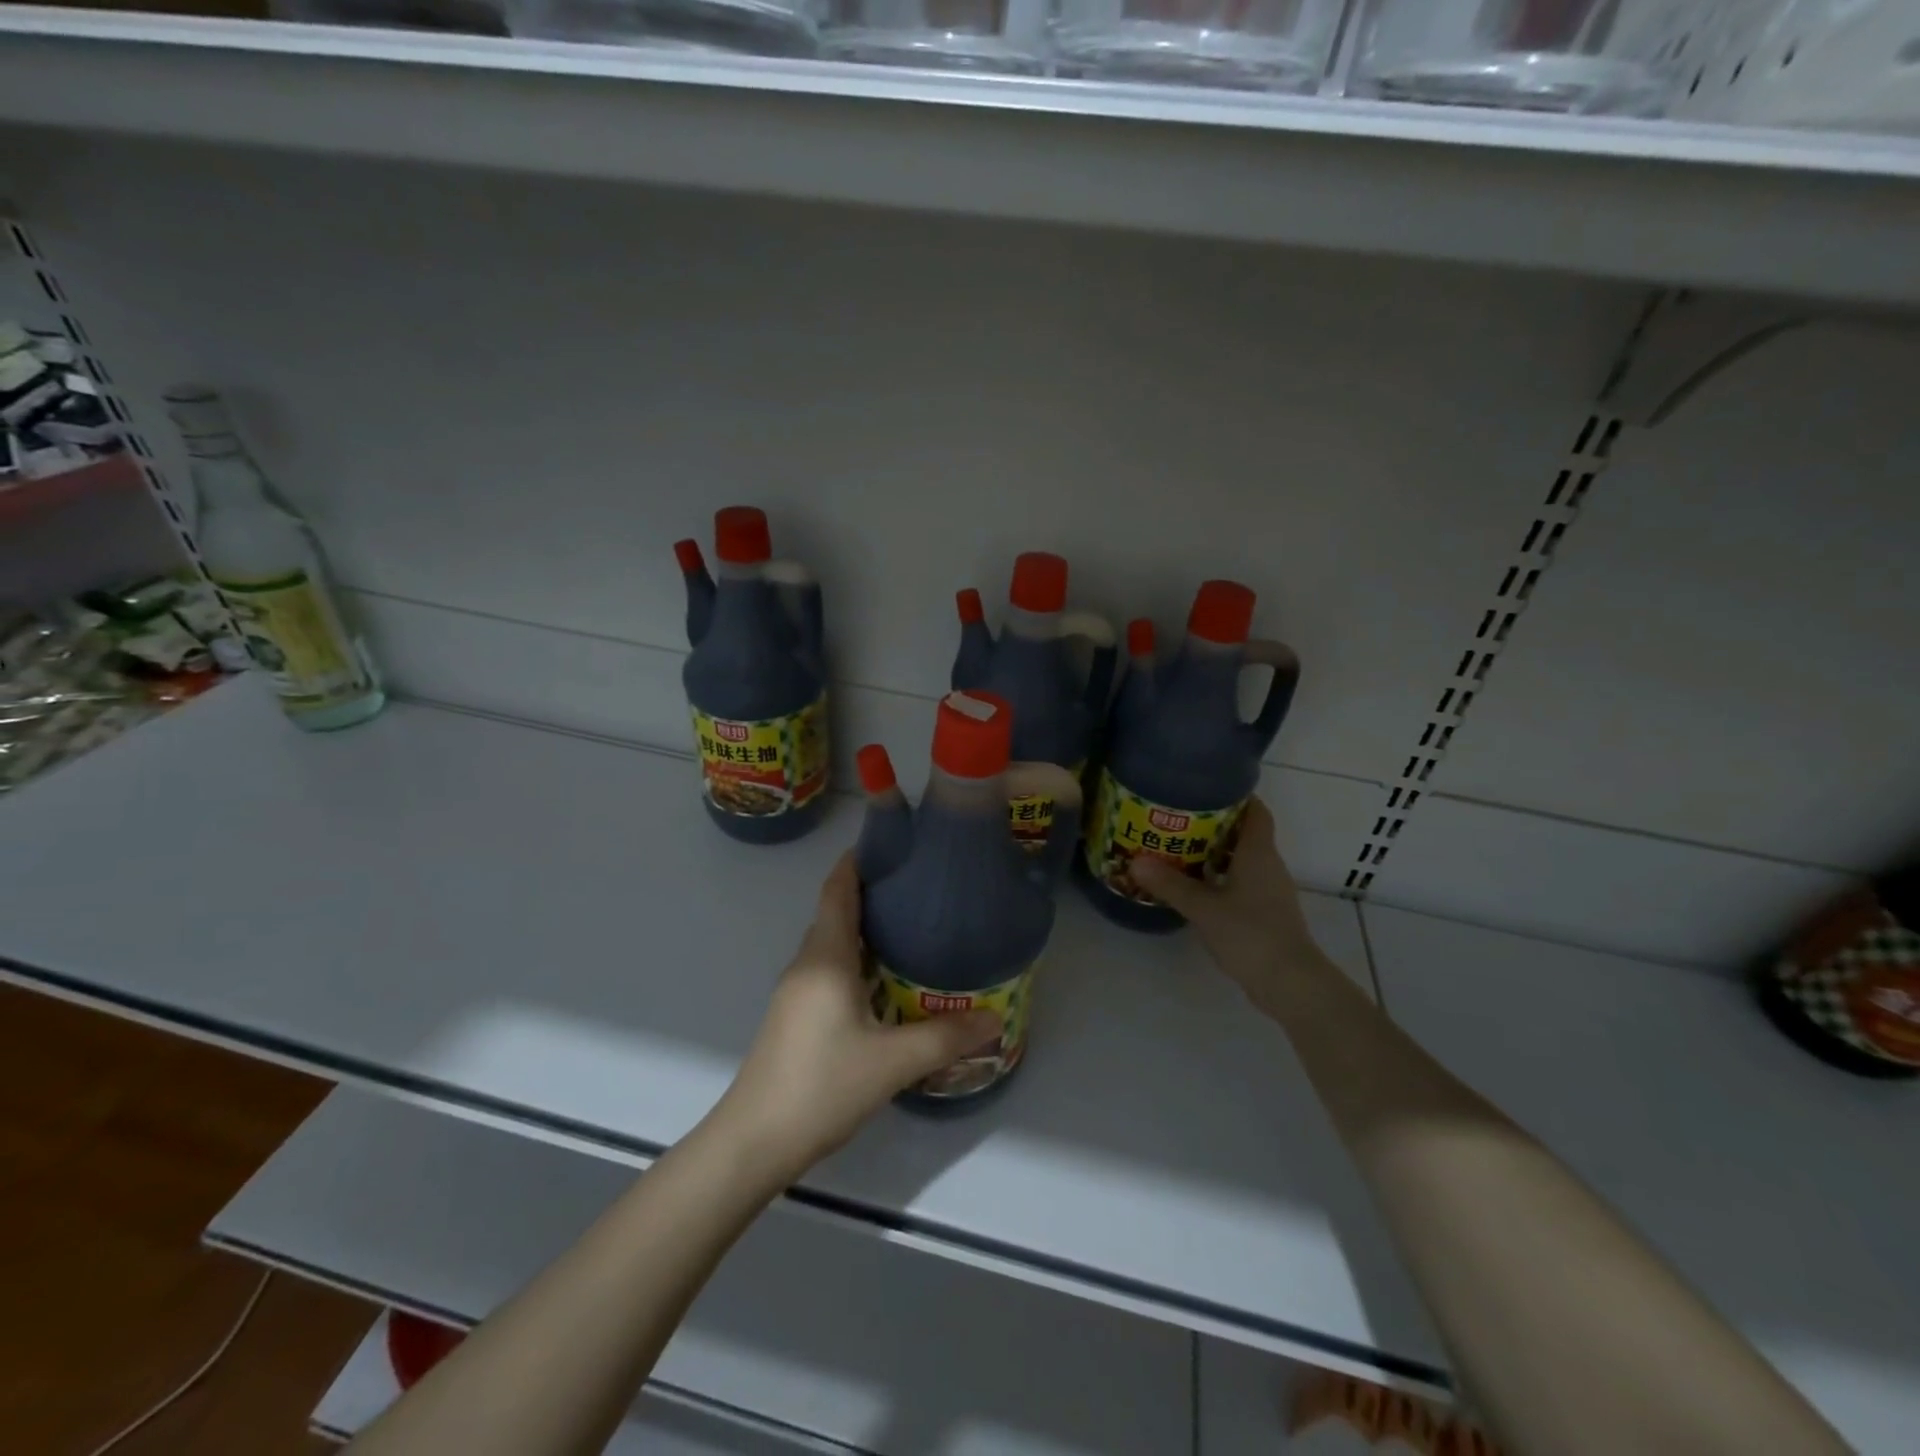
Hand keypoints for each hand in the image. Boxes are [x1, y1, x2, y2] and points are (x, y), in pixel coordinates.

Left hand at [714, 854, 1000, 1183]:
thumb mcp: (892, 1062)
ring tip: (910, 926)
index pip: (838, 890)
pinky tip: (884, 980)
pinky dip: (855, 959)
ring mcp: (795, 991)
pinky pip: (828, 968)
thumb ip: (945, 1038)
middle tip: (918, 887)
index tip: (891, 843)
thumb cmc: (822, 1086)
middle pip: (835, 912)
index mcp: (825, 959)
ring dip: (863, 929)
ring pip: (831, 943)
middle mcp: (806, 965)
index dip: (858, 862)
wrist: (754, 1141)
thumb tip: (994, 1019)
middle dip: (870, 893)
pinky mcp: (794, 1015)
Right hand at [1131, 798, 1336, 1016]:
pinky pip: (1240, 883)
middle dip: (1214, 824)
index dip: (1235, 796)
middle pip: (1244, 833)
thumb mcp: (1203, 907)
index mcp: (1258, 853)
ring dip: (1214, 853)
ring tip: (1177, 848)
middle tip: (1176, 818)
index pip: (1255, 811)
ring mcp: (1270, 891)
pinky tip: (1194, 886)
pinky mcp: (1266, 913)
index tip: (1204, 788)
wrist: (1290, 983)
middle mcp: (1268, 866)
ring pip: (1241, 860)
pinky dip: (1219, 878)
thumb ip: (1170, 884)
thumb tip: (1135, 861)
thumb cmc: (1250, 934)